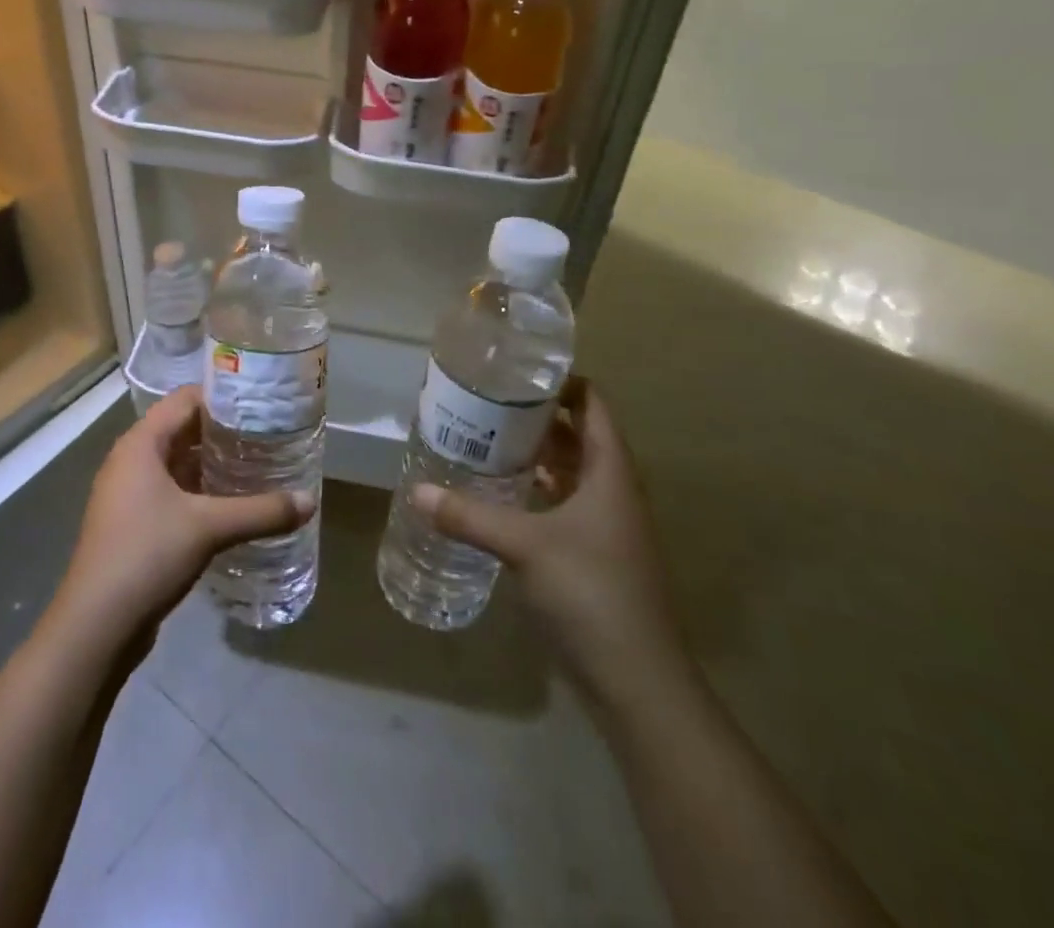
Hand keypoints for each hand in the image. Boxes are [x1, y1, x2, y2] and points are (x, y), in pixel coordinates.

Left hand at [52, 386, 314, 650]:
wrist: (95, 626)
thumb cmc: (147, 555)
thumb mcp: (209, 527)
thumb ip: (262, 511)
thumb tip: (310, 502)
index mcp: (141, 444)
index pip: (185, 399)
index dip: (223, 396)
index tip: (262, 401)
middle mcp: (131, 460)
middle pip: (182, 429)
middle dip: (223, 431)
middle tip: (268, 433)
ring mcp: (129, 493)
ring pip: (178, 463)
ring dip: (213, 463)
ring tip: (257, 464)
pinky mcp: (133, 523)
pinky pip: (172, 492)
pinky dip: (201, 491)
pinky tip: (232, 504)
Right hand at [413, 376, 688, 693]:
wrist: (637, 682)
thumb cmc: (591, 592)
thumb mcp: (525, 546)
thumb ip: (469, 516)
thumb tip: (416, 490)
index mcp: (610, 471)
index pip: (593, 405)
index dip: (561, 382)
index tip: (515, 371)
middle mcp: (612, 490)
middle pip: (577, 434)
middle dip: (536, 416)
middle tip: (486, 401)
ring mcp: (605, 525)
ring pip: (569, 471)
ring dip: (535, 454)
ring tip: (485, 437)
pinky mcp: (593, 554)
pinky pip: (562, 504)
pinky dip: (535, 491)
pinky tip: (500, 493)